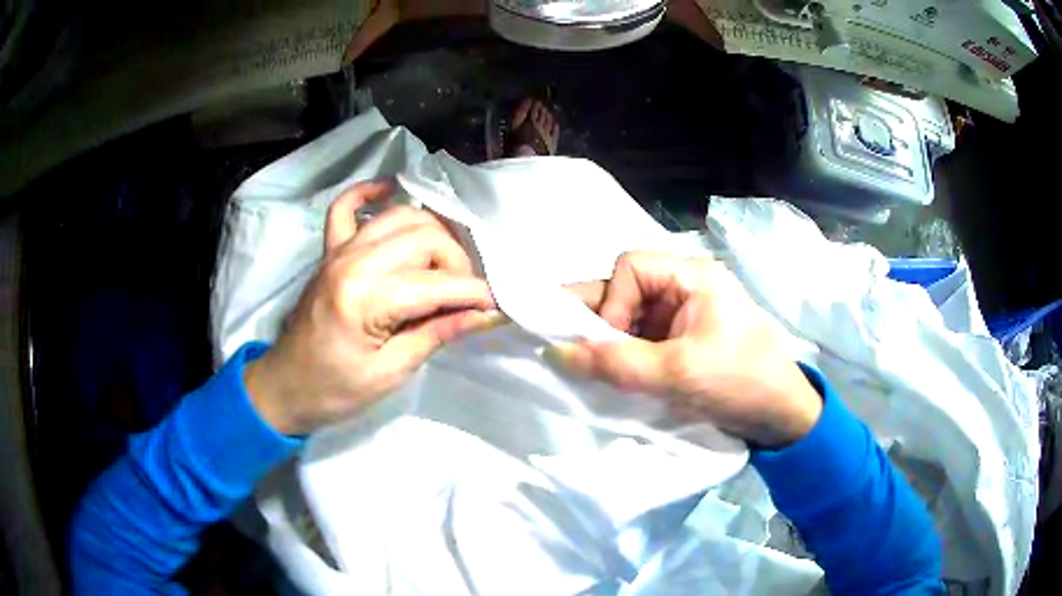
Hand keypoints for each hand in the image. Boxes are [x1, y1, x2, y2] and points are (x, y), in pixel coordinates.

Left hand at [244, 180, 498, 434]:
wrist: (284, 386)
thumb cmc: (335, 390)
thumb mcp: (390, 373)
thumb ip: (438, 334)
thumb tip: (485, 314)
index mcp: (365, 298)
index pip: (437, 283)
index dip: (474, 294)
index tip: (495, 307)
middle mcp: (353, 260)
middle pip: (425, 236)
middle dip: (457, 263)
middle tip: (464, 296)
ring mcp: (339, 250)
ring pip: (401, 216)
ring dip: (432, 233)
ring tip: (444, 265)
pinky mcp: (329, 250)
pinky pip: (346, 206)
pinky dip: (368, 193)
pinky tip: (391, 190)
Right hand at [561, 251, 821, 447]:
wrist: (781, 417)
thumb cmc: (740, 382)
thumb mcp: (677, 373)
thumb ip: (616, 364)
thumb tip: (555, 353)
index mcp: (692, 276)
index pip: (631, 267)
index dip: (612, 301)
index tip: (610, 343)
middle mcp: (685, 287)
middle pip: (627, 289)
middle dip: (601, 320)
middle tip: (573, 350)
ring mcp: (684, 315)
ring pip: (630, 317)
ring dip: (610, 341)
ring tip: (593, 368)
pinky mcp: (682, 341)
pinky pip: (641, 338)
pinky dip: (624, 355)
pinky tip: (614, 375)